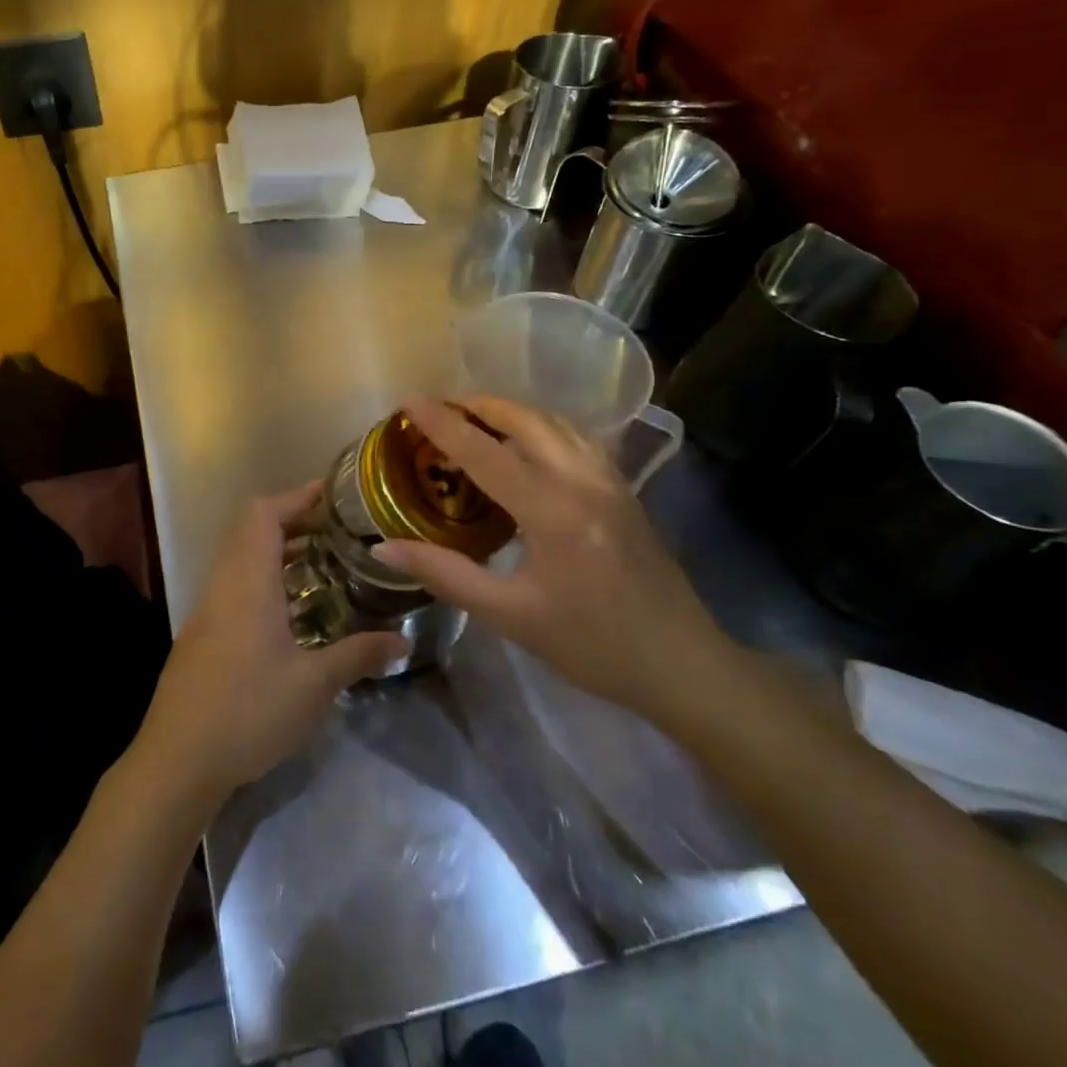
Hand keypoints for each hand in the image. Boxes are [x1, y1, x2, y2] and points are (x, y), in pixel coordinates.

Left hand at [138, 481, 410, 806]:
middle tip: (337, 532)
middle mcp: (224, 584)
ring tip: (323, 564)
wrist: (178, 760)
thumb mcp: (314, 685)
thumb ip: (358, 655)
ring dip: (277, 551)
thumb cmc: (248, 711)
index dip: (299, 496)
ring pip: (241, 557)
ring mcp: (208, 608)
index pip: (265, 514)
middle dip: (293, 521)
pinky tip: (293, 611)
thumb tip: (403, 641)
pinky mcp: (202, 633)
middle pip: (251, 529)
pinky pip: (235, 584)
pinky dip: (264, 578)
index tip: (336, 496)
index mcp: (247, 582)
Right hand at [374, 397, 735, 723]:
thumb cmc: (592, 645)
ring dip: (511, 411)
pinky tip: (523, 445)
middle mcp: (584, 480)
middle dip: (479, 405)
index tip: (408, 402)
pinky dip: (539, 427)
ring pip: (555, 422)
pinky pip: (574, 437)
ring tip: (473, 419)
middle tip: (438, 409)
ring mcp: (610, 480)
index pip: (485, 452)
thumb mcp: (509, 615)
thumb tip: (383, 547)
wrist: (683, 664)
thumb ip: (444, 573)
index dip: (442, 424)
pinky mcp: (623, 489)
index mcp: (553, 510)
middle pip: (525, 419)